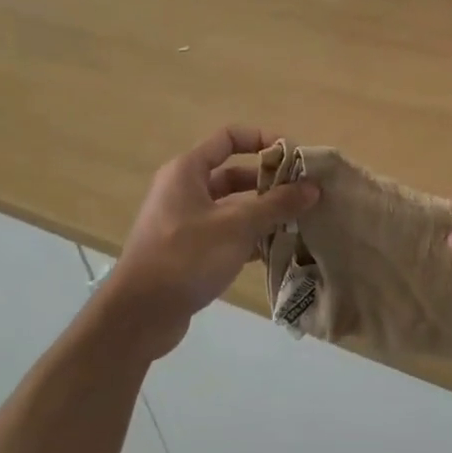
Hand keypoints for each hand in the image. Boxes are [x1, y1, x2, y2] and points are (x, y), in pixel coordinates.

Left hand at [106, 126, 317, 355]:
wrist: (139, 314)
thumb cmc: (186, 257)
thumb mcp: (236, 227)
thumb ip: (276, 205)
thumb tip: (312, 187)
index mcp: (187, 171)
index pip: (229, 138)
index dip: (262, 139)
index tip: (295, 156)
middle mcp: (183, 190)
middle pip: (234, 174)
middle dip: (270, 182)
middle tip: (305, 195)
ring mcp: (184, 222)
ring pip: (232, 207)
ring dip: (263, 213)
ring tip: (299, 222)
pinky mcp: (188, 251)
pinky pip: (226, 234)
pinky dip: (250, 238)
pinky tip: (278, 250)